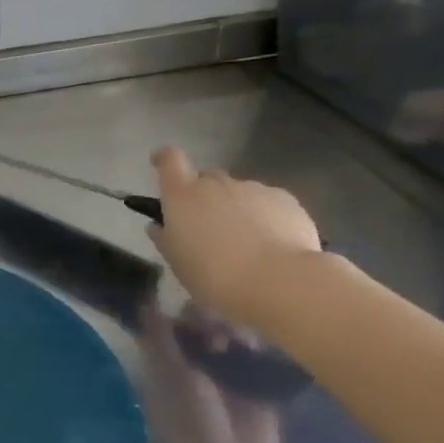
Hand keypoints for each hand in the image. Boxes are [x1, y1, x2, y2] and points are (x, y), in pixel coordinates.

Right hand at [146, 147, 322, 329]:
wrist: (278, 282)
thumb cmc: (214, 276)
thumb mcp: (178, 263)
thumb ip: (165, 239)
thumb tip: (158, 226)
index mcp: (182, 196)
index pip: (169, 160)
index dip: (164, 160)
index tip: (160, 165)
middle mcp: (215, 184)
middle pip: (206, 178)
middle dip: (205, 196)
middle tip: (210, 227)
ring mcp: (252, 188)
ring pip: (239, 192)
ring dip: (237, 209)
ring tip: (247, 243)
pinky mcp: (284, 199)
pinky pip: (268, 202)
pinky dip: (266, 217)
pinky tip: (273, 244)